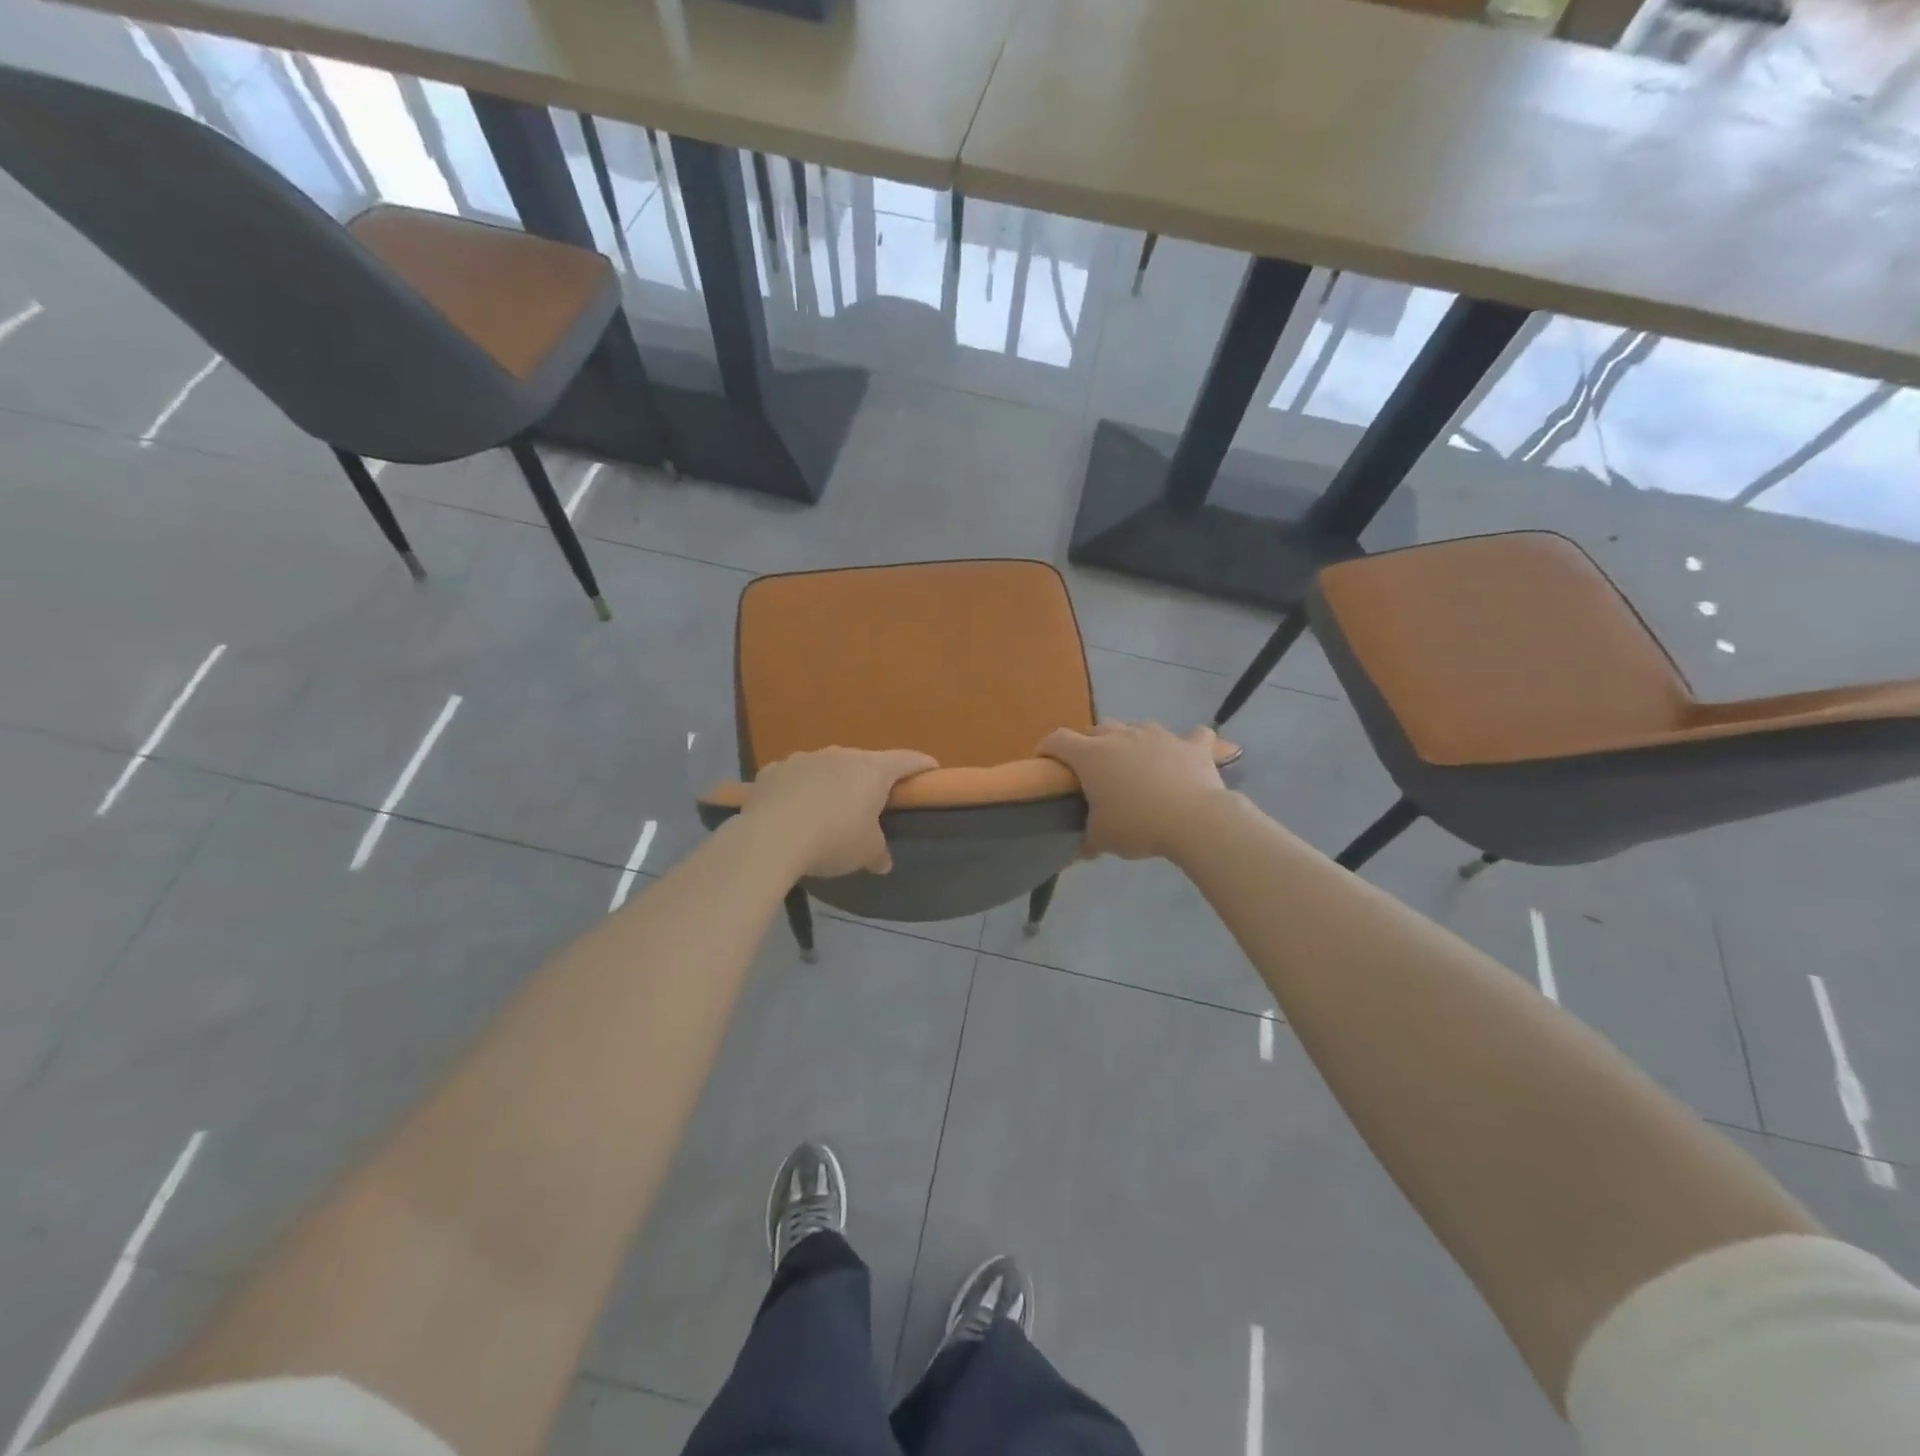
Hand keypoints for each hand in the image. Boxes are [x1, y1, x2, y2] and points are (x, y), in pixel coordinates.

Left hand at [738, 746, 938, 878]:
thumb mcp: (866, 853)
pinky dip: (798, 789)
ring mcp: (804, 758)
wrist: (771, 838)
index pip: (906, 760)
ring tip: (827, 808)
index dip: (921, 766)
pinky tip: (792, 809)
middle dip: (870, 779)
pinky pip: (793, 777)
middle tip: (872, 801)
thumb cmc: (834, 840)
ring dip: (831, 782)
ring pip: (826, 766)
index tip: (931, 769)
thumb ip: (879, 853)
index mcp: (872, 770)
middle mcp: (840, 755)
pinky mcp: (773, 770)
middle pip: (864, 762)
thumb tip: (883, 861)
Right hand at [1039, 722, 1227, 860]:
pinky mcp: (1191, 744)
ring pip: (1136, 727)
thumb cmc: (1137, 825)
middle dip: (1089, 744)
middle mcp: (1121, 736)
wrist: (1194, 820)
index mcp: (1091, 755)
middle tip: (1092, 769)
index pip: (1058, 740)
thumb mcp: (1102, 838)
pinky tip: (1186, 754)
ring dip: (1130, 740)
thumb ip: (1087, 839)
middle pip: (1096, 729)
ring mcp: (1158, 735)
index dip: (1048, 748)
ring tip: (1134, 762)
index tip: (1046, 762)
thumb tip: (1081, 850)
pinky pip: (1190, 736)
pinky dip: (1185, 744)